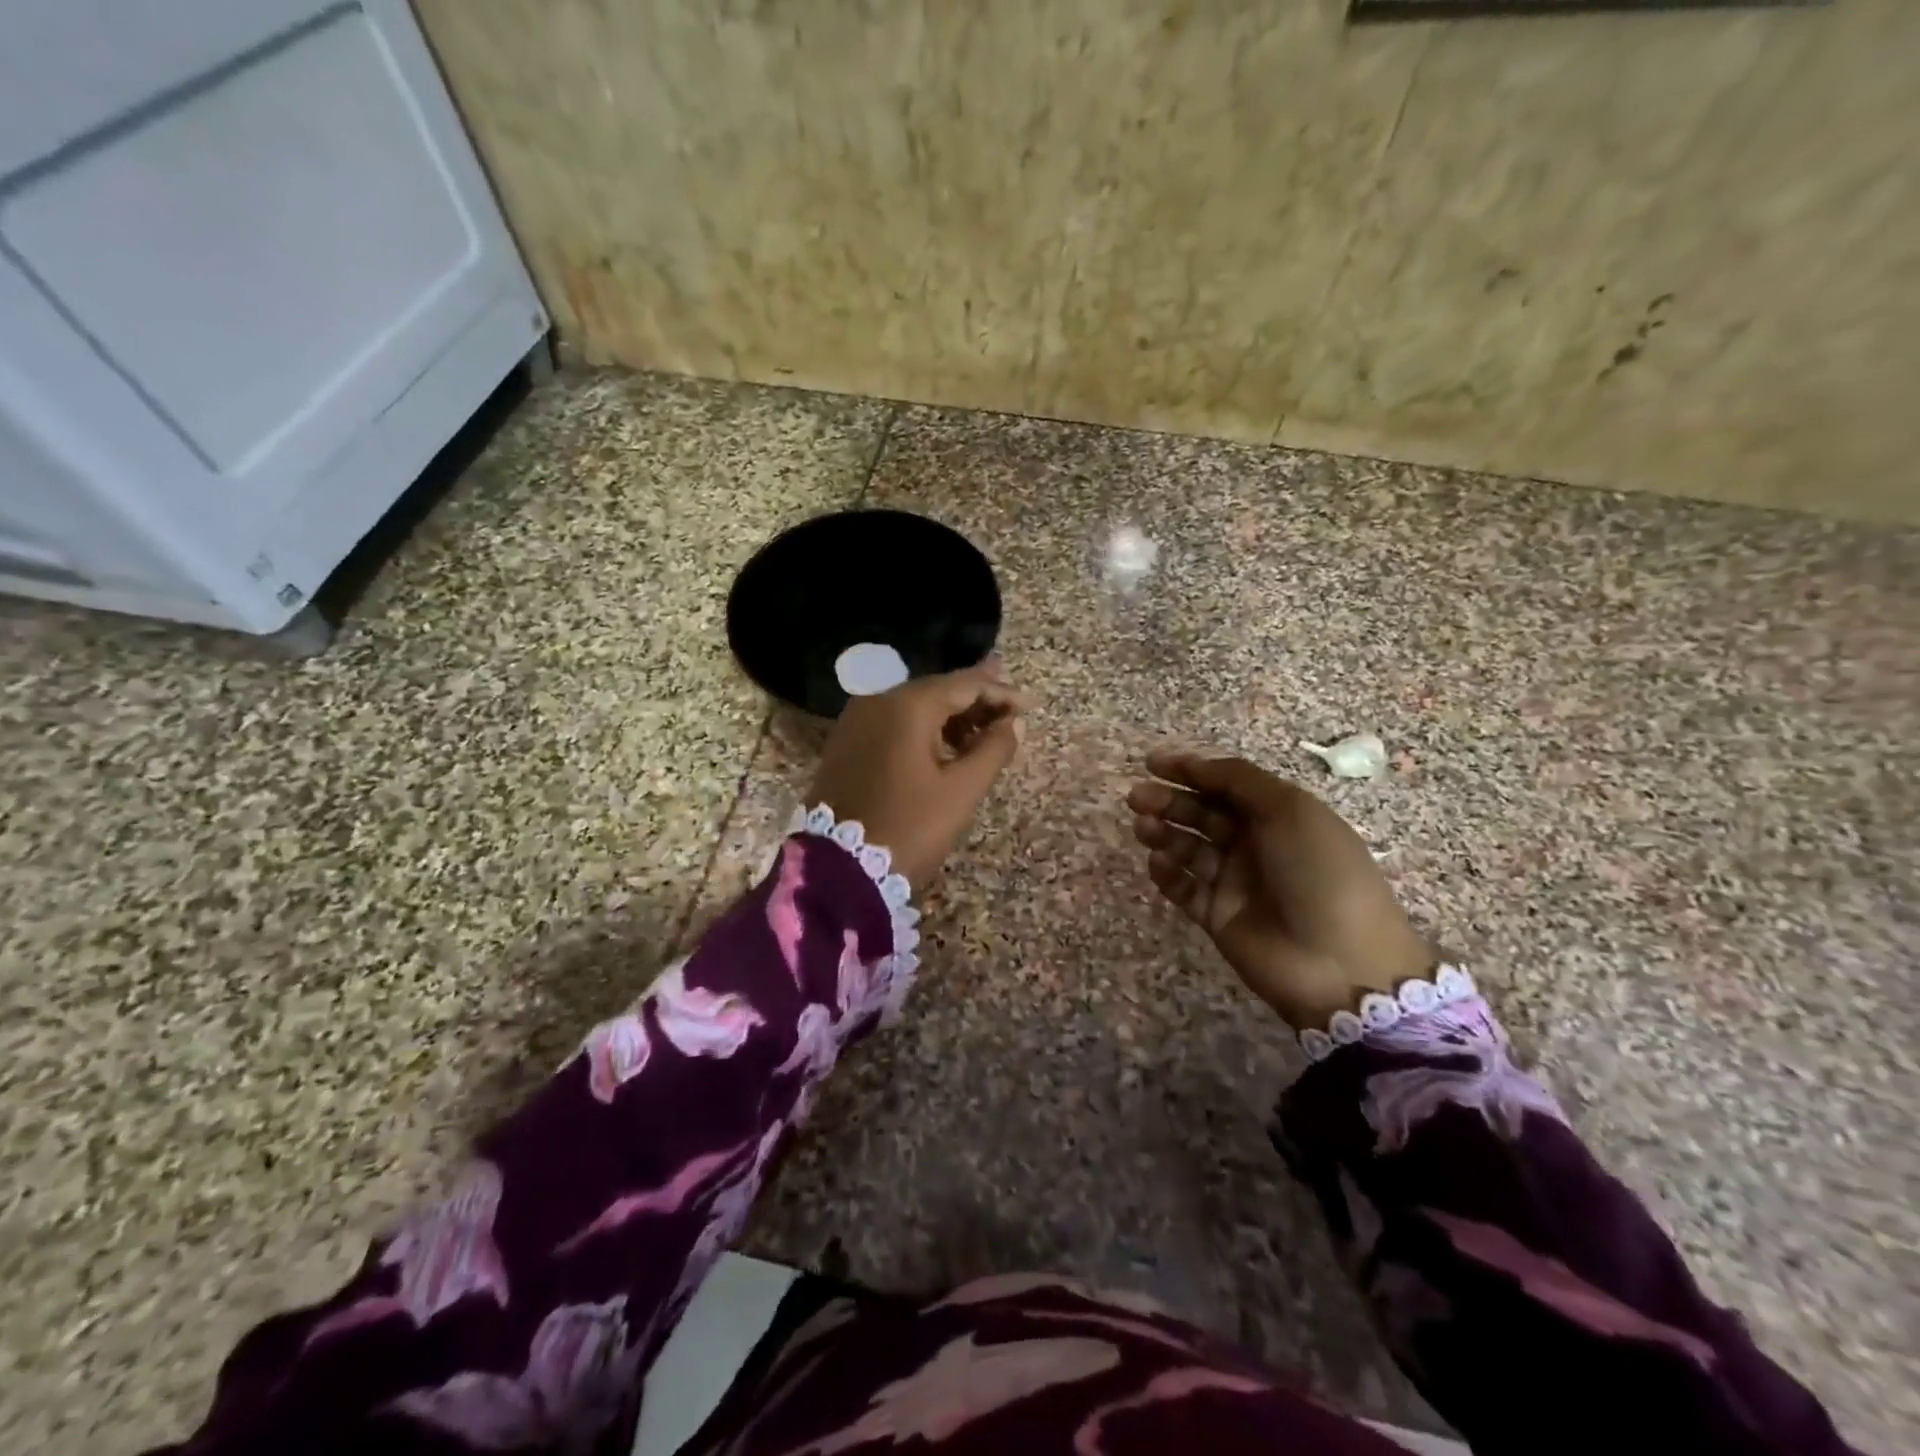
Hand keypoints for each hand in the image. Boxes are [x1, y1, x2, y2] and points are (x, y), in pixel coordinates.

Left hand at [807, 663, 1027, 887]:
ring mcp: (857, 720)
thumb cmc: (908, 828)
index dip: (1000, 693)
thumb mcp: (960, 791)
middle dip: (976, 700)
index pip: (964, 684)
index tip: (1028, 708)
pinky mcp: (847, 743)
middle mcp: (878, 700)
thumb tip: (1012, 723)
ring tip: (985, 732)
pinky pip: (894, 724)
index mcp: (907, 705)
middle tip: (1010, 709)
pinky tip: (946, 746)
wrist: (837, 870)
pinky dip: (924, 729)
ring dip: (951, 716)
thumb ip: (993, 750)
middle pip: (937, 690)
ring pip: (914, 707)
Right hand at [1126, 747, 1432, 1028]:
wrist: (1340, 963)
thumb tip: (1196, 764)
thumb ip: (1239, 781)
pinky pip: (1184, 887)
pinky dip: (1167, 873)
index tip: (1151, 763)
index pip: (1226, 784)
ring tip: (1143, 828)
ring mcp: (1235, 882)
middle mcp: (1255, 844)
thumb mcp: (1289, 811)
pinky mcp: (1218, 916)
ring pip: (1188, 848)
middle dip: (1169, 801)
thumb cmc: (1319, 873)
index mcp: (1278, 815)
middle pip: (1202, 814)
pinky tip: (1158, 863)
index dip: (1190, 770)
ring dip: (1164, 833)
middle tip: (1137, 798)